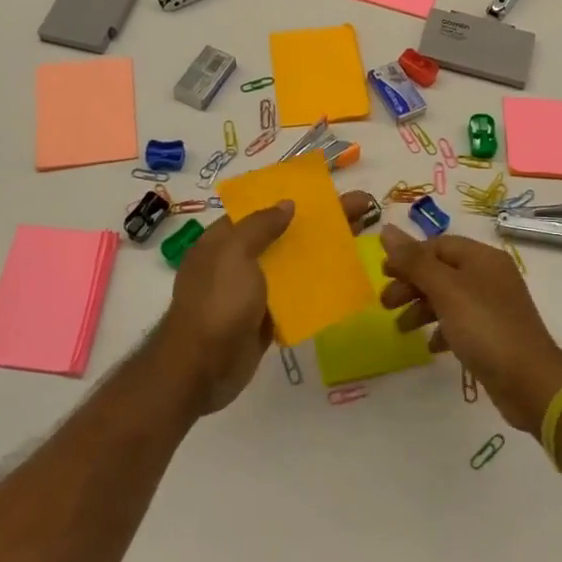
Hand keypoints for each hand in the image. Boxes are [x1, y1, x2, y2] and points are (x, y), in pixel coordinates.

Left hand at [151, 191, 381, 417]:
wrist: (200, 369)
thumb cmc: (217, 303)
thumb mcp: (234, 253)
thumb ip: (260, 226)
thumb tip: (287, 203)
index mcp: (224, 239)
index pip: (262, 208)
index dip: (294, 198)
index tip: (327, 192)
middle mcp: (237, 261)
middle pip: (283, 234)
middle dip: (318, 223)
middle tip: (361, 211)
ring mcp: (252, 291)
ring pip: (292, 265)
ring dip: (321, 254)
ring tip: (358, 242)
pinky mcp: (264, 319)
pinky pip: (294, 297)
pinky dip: (315, 288)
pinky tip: (344, 280)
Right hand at [380, 226, 561, 431]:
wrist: (530, 382)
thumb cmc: (484, 327)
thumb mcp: (445, 290)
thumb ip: (414, 261)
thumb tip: (386, 229)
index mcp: (482, 258)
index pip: (437, 245)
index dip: (409, 256)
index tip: (383, 274)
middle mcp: (490, 276)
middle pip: (440, 270)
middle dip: (411, 284)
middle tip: (385, 303)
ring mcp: (493, 306)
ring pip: (448, 297)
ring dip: (421, 308)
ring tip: (401, 328)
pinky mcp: (493, 334)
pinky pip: (460, 322)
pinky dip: (442, 329)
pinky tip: (432, 345)